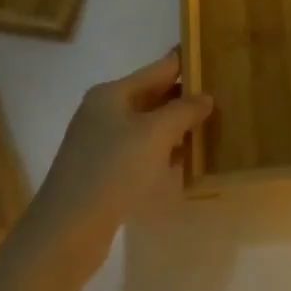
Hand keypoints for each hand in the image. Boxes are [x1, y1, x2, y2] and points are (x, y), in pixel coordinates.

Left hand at [19, 50, 212, 278]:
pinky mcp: (102, 172)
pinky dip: (162, 152)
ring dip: (176, 127)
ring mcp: (100, 143)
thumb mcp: (155, 134)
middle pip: (152, 96)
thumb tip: (205, 97)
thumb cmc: (112, 171)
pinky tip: (184, 161)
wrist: (67, 231)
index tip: (215, 59)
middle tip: (223, 97)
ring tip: (212, 128)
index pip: (158, 69)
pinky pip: (141, 151)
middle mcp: (103, 112)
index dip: (186, 64)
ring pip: (147, 126)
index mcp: (111, 94)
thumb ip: (183, 111)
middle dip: (184, 98)